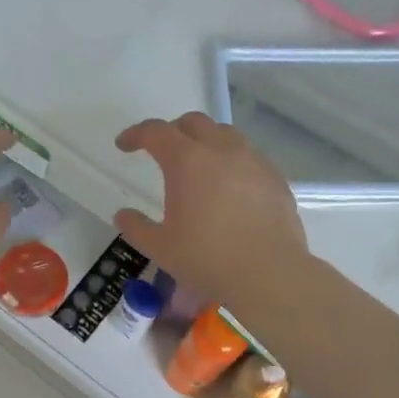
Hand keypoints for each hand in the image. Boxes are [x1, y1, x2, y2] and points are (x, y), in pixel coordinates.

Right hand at [114, 112, 309, 305]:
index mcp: (187, 161)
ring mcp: (253, 161)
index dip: (135, 134)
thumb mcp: (160, 247)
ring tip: (199, 165)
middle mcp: (221, 150)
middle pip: (194, 123)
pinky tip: (230, 187)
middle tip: (162, 151)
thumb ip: (136, 227)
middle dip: (173, 131)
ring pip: (225, 134)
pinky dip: (232, 161)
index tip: (124, 145)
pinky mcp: (276, 178)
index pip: (155, 132)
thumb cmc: (207, 258)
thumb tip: (123, 215)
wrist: (269, 275)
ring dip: (206, 141)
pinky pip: (249, 156)